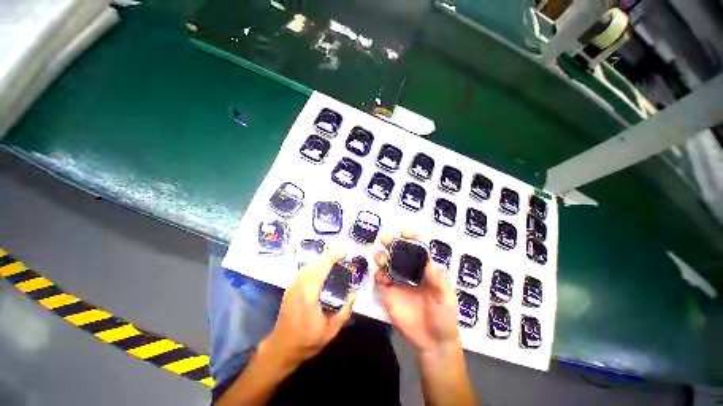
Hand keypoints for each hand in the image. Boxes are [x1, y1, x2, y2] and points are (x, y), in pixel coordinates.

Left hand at [263, 247, 355, 366]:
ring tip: (336, 259)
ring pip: (309, 264)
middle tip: (344, 254)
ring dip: (322, 258)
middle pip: (315, 262)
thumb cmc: (307, 341)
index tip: (345, 252)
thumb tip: (354, 292)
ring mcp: (293, 285)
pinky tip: (323, 267)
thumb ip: (345, 310)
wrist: (281, 348)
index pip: (321, 268)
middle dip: (330, 254)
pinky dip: (316, 264)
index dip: (333, 256)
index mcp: (308, 295)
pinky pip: (305, 269)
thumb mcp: (331, 331)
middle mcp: (299, 286)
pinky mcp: (291, 287)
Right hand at [373, 231, 460, 354]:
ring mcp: (398, 280)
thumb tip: (428, 261)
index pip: (417, 249)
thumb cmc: (444, 316)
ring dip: (382, 256)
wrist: (432, 341)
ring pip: (387, 262)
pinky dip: (378, 274)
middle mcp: (410, 271)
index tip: (404, 231)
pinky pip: (381, 278)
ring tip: (381, 258)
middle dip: (391, 242)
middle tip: (385, 239)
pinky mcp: (389, 292)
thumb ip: (438, 280)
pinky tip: (381, 278)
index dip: (411, 238)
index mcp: (425, 269)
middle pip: (399, 252)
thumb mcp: (446, 297)